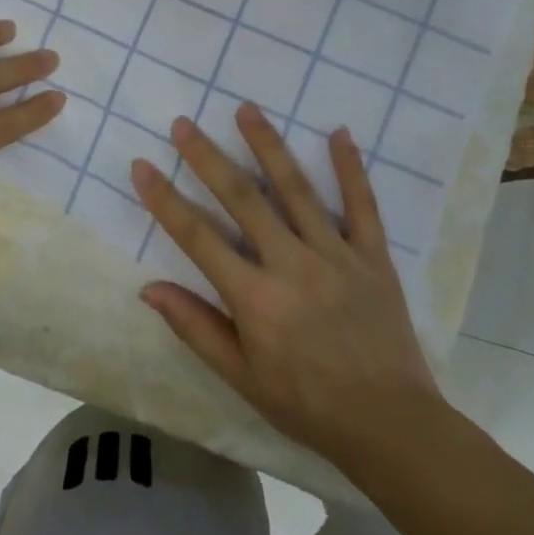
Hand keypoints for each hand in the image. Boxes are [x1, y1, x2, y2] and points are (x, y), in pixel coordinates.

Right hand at [131, 103, 443, 473]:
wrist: (390, 425)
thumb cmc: (306, 403)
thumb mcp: (241, 376)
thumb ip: (196, 327)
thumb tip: (148, 288)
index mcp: (255, 298)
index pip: (198, 237)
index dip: (166, 200)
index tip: (142, 166)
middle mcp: (292, 265)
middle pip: (243, 199)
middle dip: (208, 158)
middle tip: (183, 123)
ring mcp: (336, 256)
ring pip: (297, 189)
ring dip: (268, 146)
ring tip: (245, 110)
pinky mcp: (373, 257)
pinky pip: (362, 205)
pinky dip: (350, 168)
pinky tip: (340, 133)